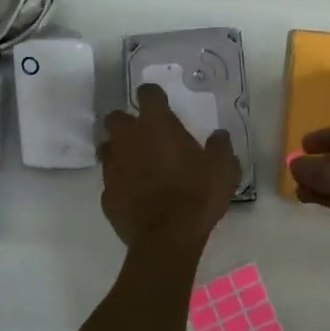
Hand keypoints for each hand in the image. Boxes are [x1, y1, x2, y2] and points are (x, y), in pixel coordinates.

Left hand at [99, 83, 240, 249]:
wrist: (167, 237)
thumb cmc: (196, 194)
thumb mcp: (223, 168)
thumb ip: (220, 147)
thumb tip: (219, 135)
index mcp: (156, 125)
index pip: (148, 93)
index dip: (153, 95)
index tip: (161, 103)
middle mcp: (128, 139)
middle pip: (116, 117)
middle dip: (127, 122)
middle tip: (145, 135)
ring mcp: (112, 167)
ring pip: (107, 148)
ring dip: (119, 151)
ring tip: (138, 164)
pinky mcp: (106, 194)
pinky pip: (111, 181)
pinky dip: (121, 183)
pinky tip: (135, 194)